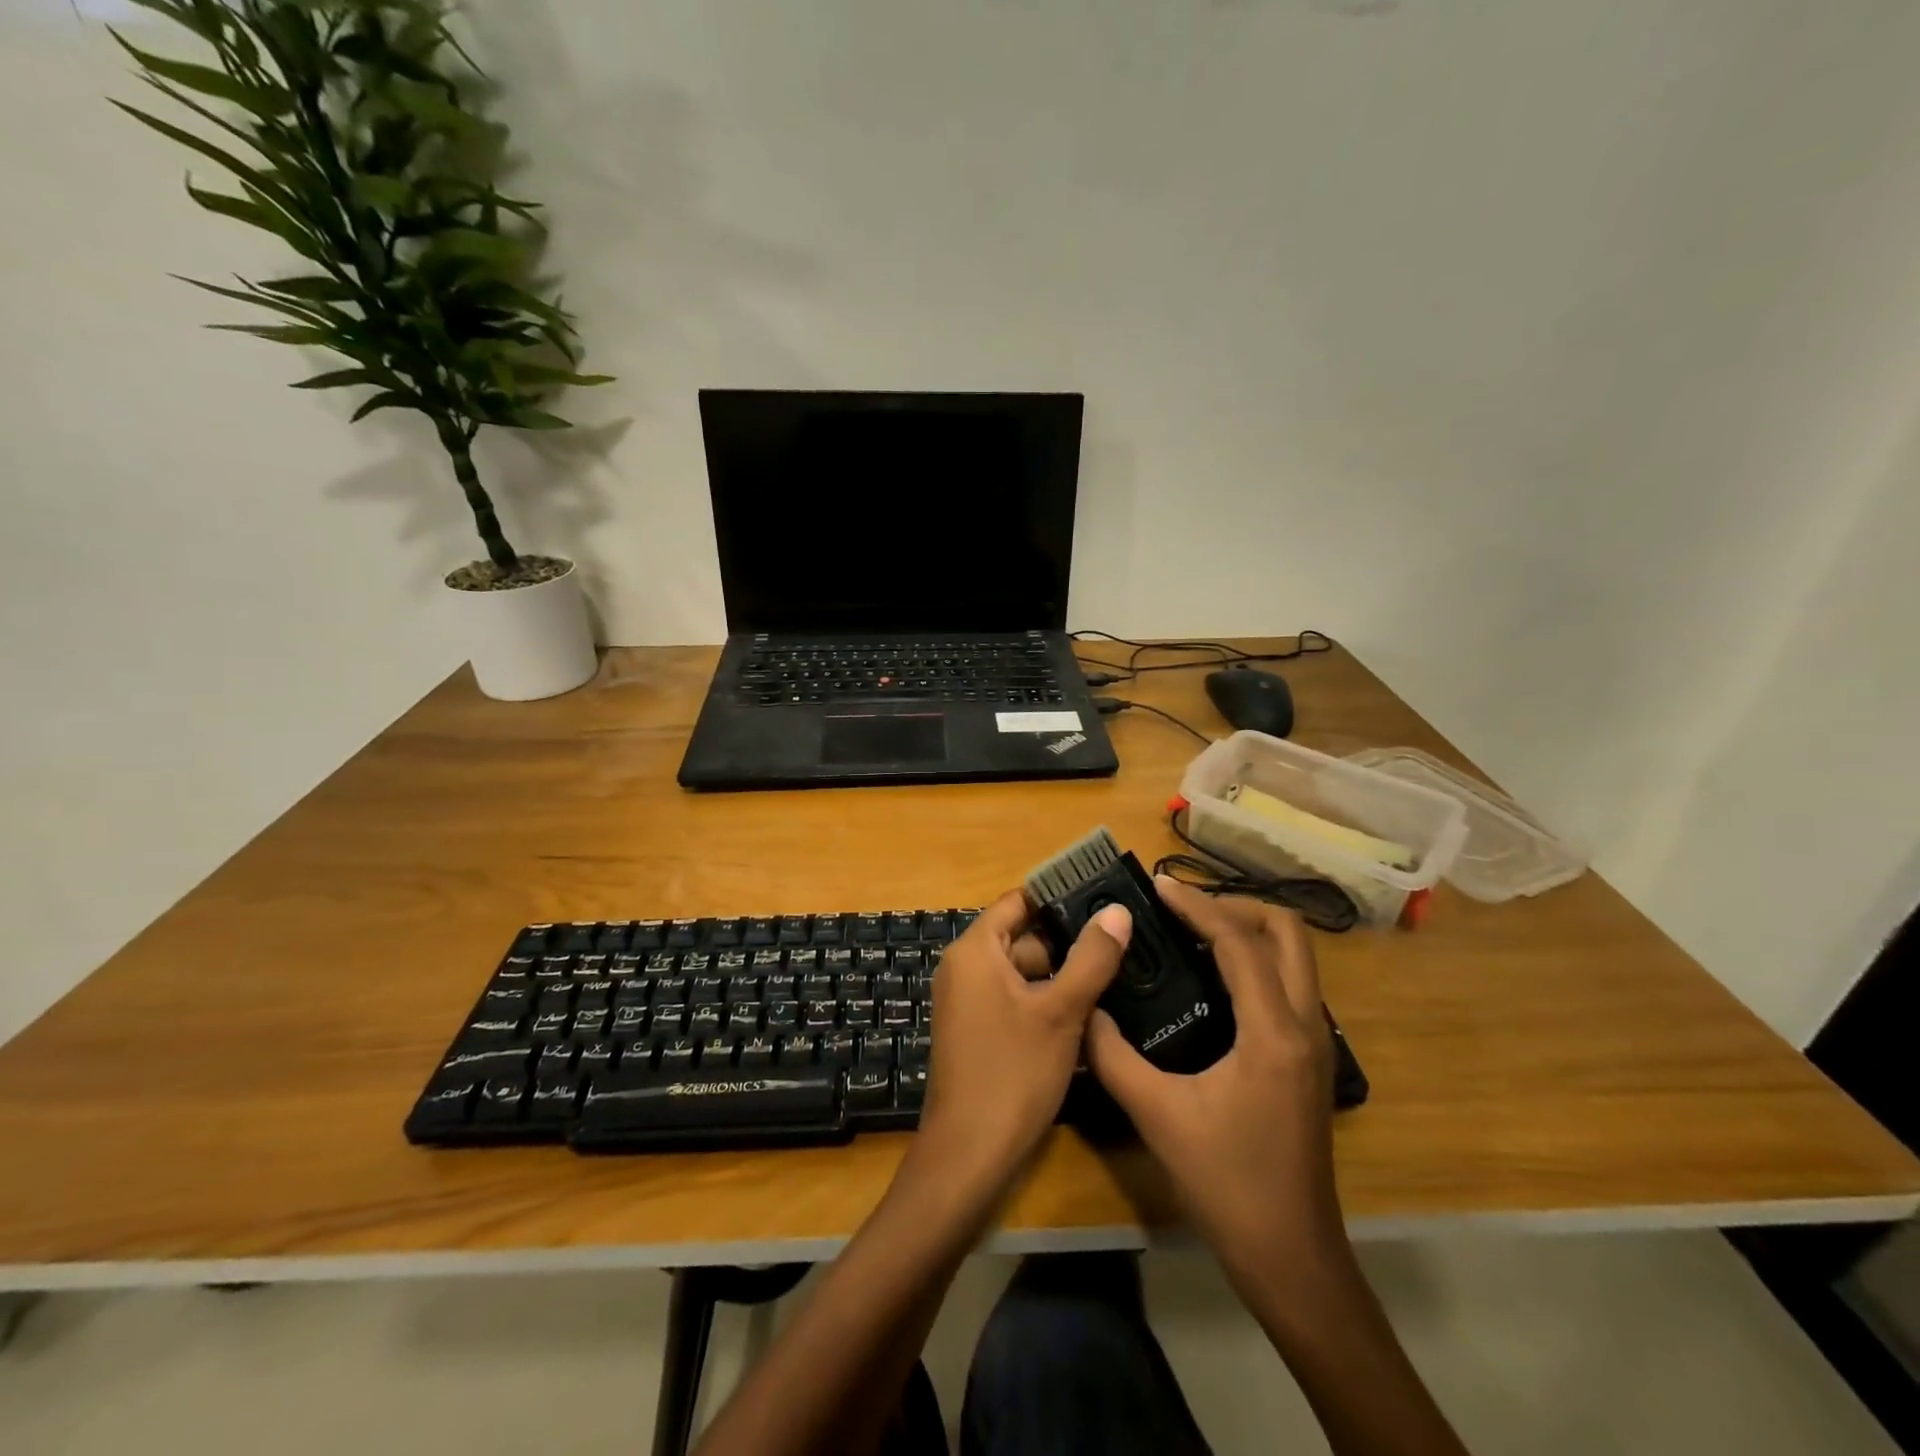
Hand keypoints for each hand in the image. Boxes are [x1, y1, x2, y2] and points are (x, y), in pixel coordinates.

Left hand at [912, 890, 1131, 1197]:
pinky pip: (1013, 997)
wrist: (969, 1152)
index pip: (1019, 901)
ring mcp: (968, 999)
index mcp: (976, 949)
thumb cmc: (1014, 1072)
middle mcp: (965, 966)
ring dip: (1061, 975)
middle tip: (1120, 943)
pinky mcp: (976, 1028)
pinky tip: (1086, 1013)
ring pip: (1022, 970)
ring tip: (1114, 975)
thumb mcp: (1061, 1011)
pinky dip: (1044, 1000)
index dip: (1059, 897)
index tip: (1103, 898)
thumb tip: (1117, 910)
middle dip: (1068, 942)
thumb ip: (1091, 958)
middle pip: (1022, 936)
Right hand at [1085, 879, 1346, 1298]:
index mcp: (1272, 1031)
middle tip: (1182, 909)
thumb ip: (1113, 1056)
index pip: (1239, 942)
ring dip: (1248, 931)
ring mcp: (1314, 1041)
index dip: (1197, 905)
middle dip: (1235, 907)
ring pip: (1295, 956)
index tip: (1157, 886)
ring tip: (1192, 931)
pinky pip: (1289, 982)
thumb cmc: (1227, 1184)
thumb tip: (1086, 1010)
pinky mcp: (1309, 1058)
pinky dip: (1255, 960)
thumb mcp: (1157, 1115)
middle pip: (1287, 933)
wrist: (1291, 1256)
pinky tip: (1212, 978)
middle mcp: (1305, 1024)